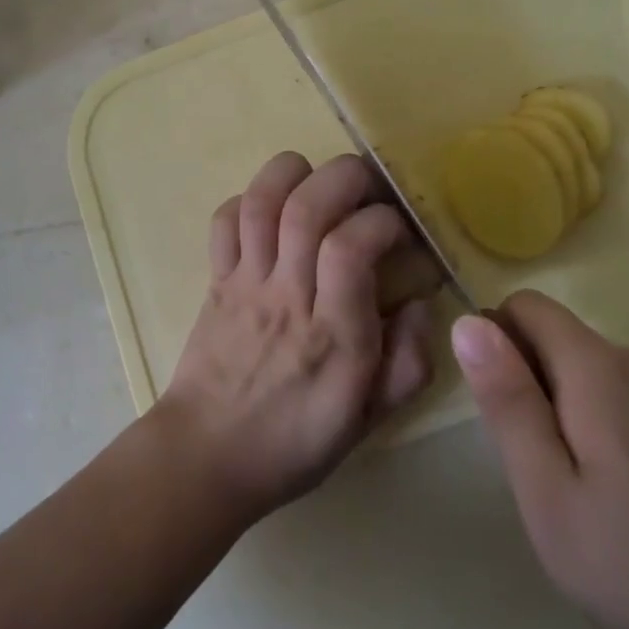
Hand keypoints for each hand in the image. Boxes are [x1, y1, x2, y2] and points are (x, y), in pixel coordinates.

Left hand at [154, 152, 434, 524]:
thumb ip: (408, 361)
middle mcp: (286, 297)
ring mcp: (245, 283)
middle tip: (368, 183)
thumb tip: (419, 301)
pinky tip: (272, 209)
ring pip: (260, 203)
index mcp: (332, 336)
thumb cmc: (296, 439)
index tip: (398, 229)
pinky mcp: (216, 278)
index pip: (350, 249)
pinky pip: (224, 221)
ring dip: (292, 173)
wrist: (208, 455)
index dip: (381, 221)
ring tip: (319, 177)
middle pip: (306, 209)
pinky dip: (247, 198)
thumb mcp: (370, 417)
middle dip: (344, 177)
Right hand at [451, 292, 628, 628]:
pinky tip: (610, 495)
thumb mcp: (549, 494)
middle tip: (531, 465)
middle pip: (549, 336)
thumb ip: (507, 402)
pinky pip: (609, 395)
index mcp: (594, 365)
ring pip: (577, 369)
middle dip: (523, 383)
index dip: (494, 343)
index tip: (497, 412)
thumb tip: (467, 322)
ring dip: (553, 409)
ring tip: (568, 488)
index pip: (522, 305)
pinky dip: (588, 426)